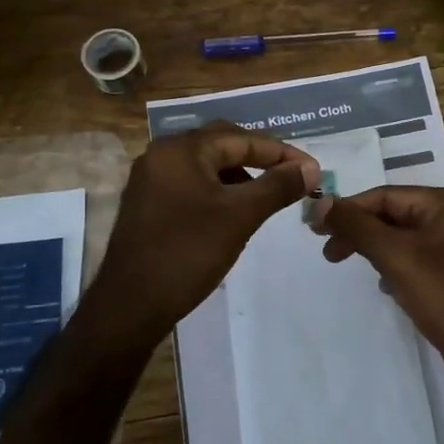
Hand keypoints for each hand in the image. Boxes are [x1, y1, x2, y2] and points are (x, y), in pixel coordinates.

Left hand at [85, 122, 319, 344]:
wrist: (130, 305)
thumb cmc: (188, 253)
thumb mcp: (240, 216)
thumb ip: (277, 186)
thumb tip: (311, 169)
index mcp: (181, 150)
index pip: (241, 138)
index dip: (281, 153)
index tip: (313, 170)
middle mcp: (161, 155)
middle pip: (221, 144)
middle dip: (260, 157)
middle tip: (293, 175)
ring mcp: (151, 180)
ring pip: (206, 165)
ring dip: (240, 174)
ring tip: (268, 194)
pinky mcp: (148, 203)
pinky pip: (192, 183)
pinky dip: (219, 190)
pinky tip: (235, 210)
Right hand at [315, 185, 443, 413]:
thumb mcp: (396, 257)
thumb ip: (357, 227)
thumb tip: (320, 203)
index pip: (387, 195)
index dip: (349, 209)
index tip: (315, 229)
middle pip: (395, 215)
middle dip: (360, 232)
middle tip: (328, 252)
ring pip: (404, 239)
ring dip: (375, 250)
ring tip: (349, 265)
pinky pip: (416, 261)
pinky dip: (395, 268)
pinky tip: (386, 286)